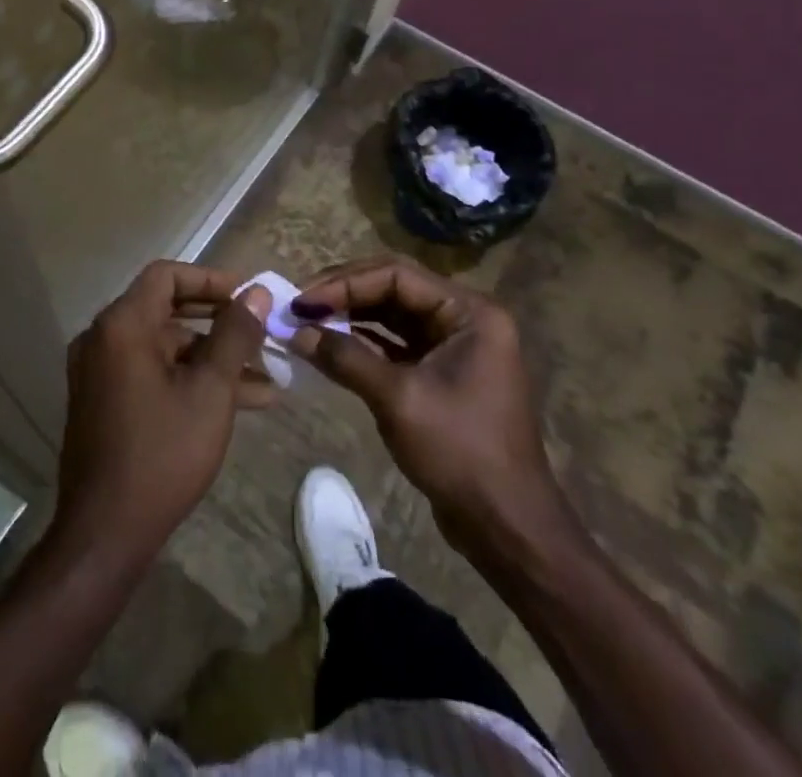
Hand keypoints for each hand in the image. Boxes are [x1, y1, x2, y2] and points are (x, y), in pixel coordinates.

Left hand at [52, 262, 272, 565]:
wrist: (104, 534)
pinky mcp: (104, 401)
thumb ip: (234, 335)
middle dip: (219, 322)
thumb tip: (257, 293)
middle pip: (167, 310)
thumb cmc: (162, 454)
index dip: (210, 280)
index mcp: (121, 325)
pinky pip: (152, 373)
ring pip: (165, 348)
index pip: (166, 275)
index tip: (248, 296)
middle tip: (261, 332)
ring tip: (268, 379)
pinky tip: (239, 402)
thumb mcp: (210, 391)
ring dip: (213, 358)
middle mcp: (103, 339)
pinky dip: (189, 379)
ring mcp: (100, 372)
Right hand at [289, 256, 569, 554]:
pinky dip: (363, 341)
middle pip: (394, 288)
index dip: (345, 282)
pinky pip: (396, 342)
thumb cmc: (460, 452)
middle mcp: (464, 318)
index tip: (303, 300)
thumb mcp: (398, 399)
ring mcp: (453, 345)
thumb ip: (346, 358)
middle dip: (345, 294)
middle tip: (299, 305)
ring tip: (307, 320)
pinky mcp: (441, 372)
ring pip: (392, 314)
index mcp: (469, 312)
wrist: (506, 526)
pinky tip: (330, 344)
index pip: (397, 275)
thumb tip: (296, 332)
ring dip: (351, 316)